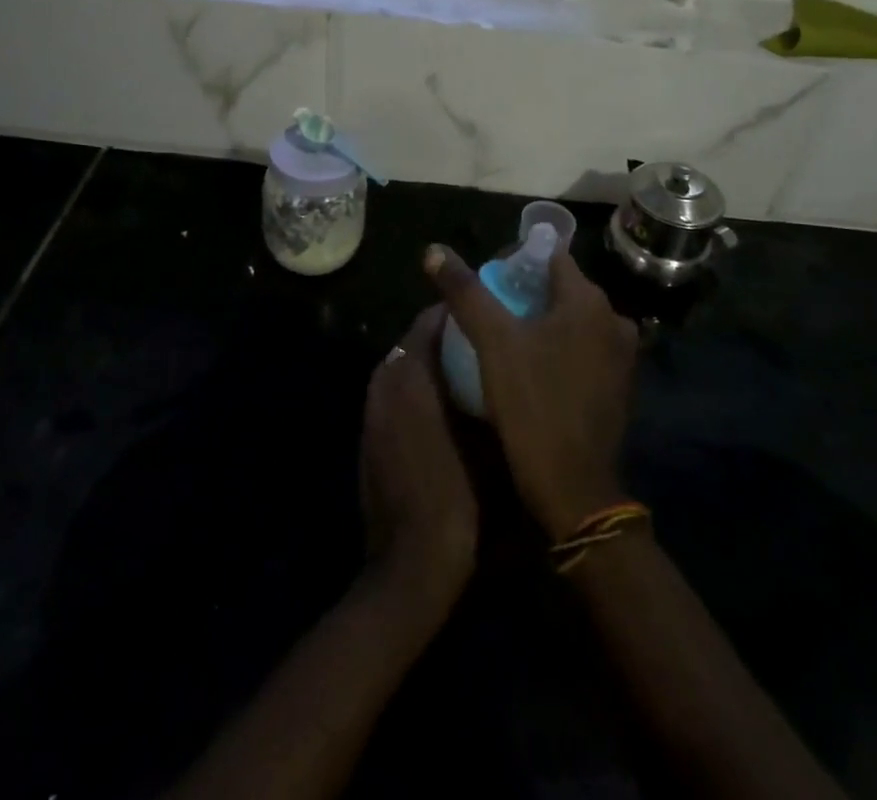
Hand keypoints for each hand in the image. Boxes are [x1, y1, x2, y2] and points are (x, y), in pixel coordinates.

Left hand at [359, 307, 477, 612]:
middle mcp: (386, 381)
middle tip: (482, 338)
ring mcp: (373, 410)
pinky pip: (394, 393)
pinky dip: (415, 388)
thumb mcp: (495, 443)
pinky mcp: (369, 435)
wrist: (411, 566)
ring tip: (466, 369)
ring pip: (403, 366)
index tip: (489, 310)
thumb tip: (507, 365)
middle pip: (415, 339)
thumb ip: (497, 394)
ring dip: (429, 361)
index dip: (460, 311)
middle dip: (446, 335)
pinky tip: (442, 408)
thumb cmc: (461, 500)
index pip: (432, 319)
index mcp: (414, 374)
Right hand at [424, 244, 637, 538]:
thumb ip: (465, 292)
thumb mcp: (492, 342)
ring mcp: (622, 357)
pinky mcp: (619, 387)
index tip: (488, 278)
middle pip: (561, 289)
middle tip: (488, 311)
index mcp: (589, 300)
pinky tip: (531, 369)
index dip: (516, 261)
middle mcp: (614, 320)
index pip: (550, 257)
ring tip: (504, 340)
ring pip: (572, 322)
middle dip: (526, 293)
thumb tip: (434, 250)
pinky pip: (583, 350)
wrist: (573, 491)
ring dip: (542, 323)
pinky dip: (559, 349)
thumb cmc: (533, 404)